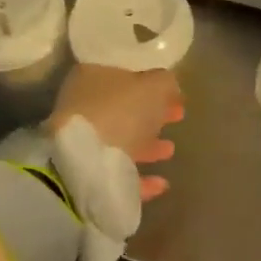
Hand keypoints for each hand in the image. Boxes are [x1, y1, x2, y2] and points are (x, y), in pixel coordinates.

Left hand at [48, 65, 184, 200]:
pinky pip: (119, 172)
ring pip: (121, 141)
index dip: (153, 86)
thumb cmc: (120, 112)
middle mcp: (83, 107)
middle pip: (123, 110)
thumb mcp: (153, 86)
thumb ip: (164, 82)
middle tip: (178, 118)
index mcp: (92, 78)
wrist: (86, 163)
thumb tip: (169, 85)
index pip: (126, 77)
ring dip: (147, 146)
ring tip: (170, 151)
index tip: (177, 97)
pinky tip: (161, 183)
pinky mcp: (88, 174)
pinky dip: (141, 177)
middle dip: (151, 116)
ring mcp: (83, 142)